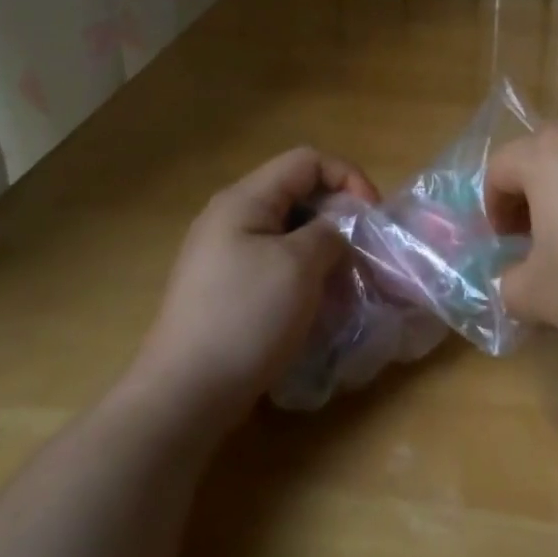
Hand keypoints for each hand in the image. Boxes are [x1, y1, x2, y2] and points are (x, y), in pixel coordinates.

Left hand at [128, 147, 380, 431]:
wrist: (186, 395)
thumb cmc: (246, 318)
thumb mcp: (300, 266)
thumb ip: (329, 233)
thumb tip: (336, 233)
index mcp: (244, 200)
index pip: (307, 161)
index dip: (347, 178)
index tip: (371, 216)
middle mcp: (229, 217)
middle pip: (297, 193)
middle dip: (337, 215)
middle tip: (362, 250)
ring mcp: (223, 255)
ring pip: (288, 231)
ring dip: (323, 248)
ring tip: (344, 281)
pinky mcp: (225, 288)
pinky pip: (275, 262)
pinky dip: (303, 273)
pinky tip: (316, 303)